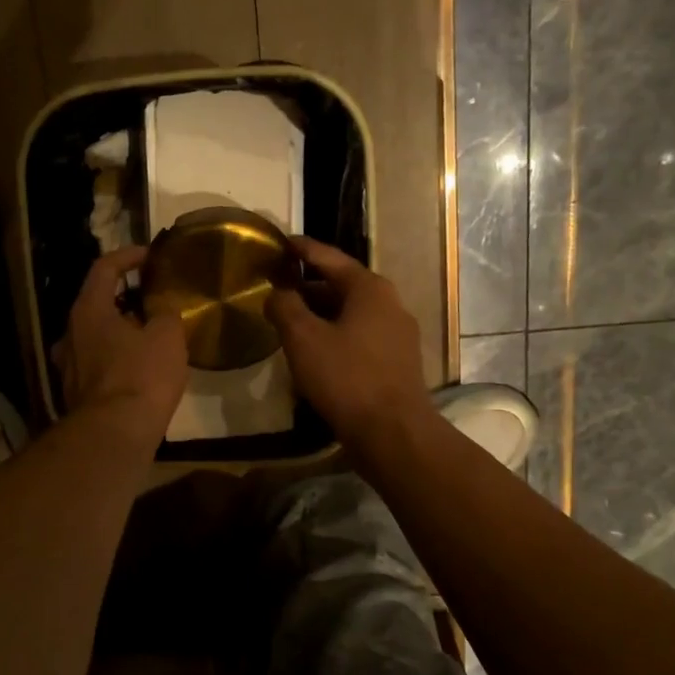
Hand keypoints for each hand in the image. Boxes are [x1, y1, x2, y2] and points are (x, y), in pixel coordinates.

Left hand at [52, 246, 188, 448]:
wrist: (115, 435)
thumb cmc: (142, 376)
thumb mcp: (167, 336)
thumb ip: (165, 314)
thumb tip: (161, 311)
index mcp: (88, 311)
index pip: (104, 268)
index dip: (128, 256)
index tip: (150, 255)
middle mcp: (70, 334)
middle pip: (96, 304)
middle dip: (125, 299)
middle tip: (152, 300)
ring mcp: (69, 367)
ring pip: (95, 337)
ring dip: (120, 332)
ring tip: (149, 337)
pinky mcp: (76, 395)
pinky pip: (97, 365)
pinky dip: (116, 359)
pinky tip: (139, 370)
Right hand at [266, 237, 435, 456]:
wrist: (392, 432)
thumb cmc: (346, 377)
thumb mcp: (303, 338)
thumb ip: (285, 307)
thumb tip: (277, 291)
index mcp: (369, 288)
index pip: (329, 258)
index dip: (302, 249)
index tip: (280, 243)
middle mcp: (389, 303)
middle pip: (342, 285)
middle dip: (308, 284)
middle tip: (277, 285)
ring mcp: (397, 334)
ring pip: (350, 313)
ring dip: (319, 313)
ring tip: (288, 319)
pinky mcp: (395, 361)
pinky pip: (359, 336)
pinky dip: (334, 333)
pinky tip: (313, 350)